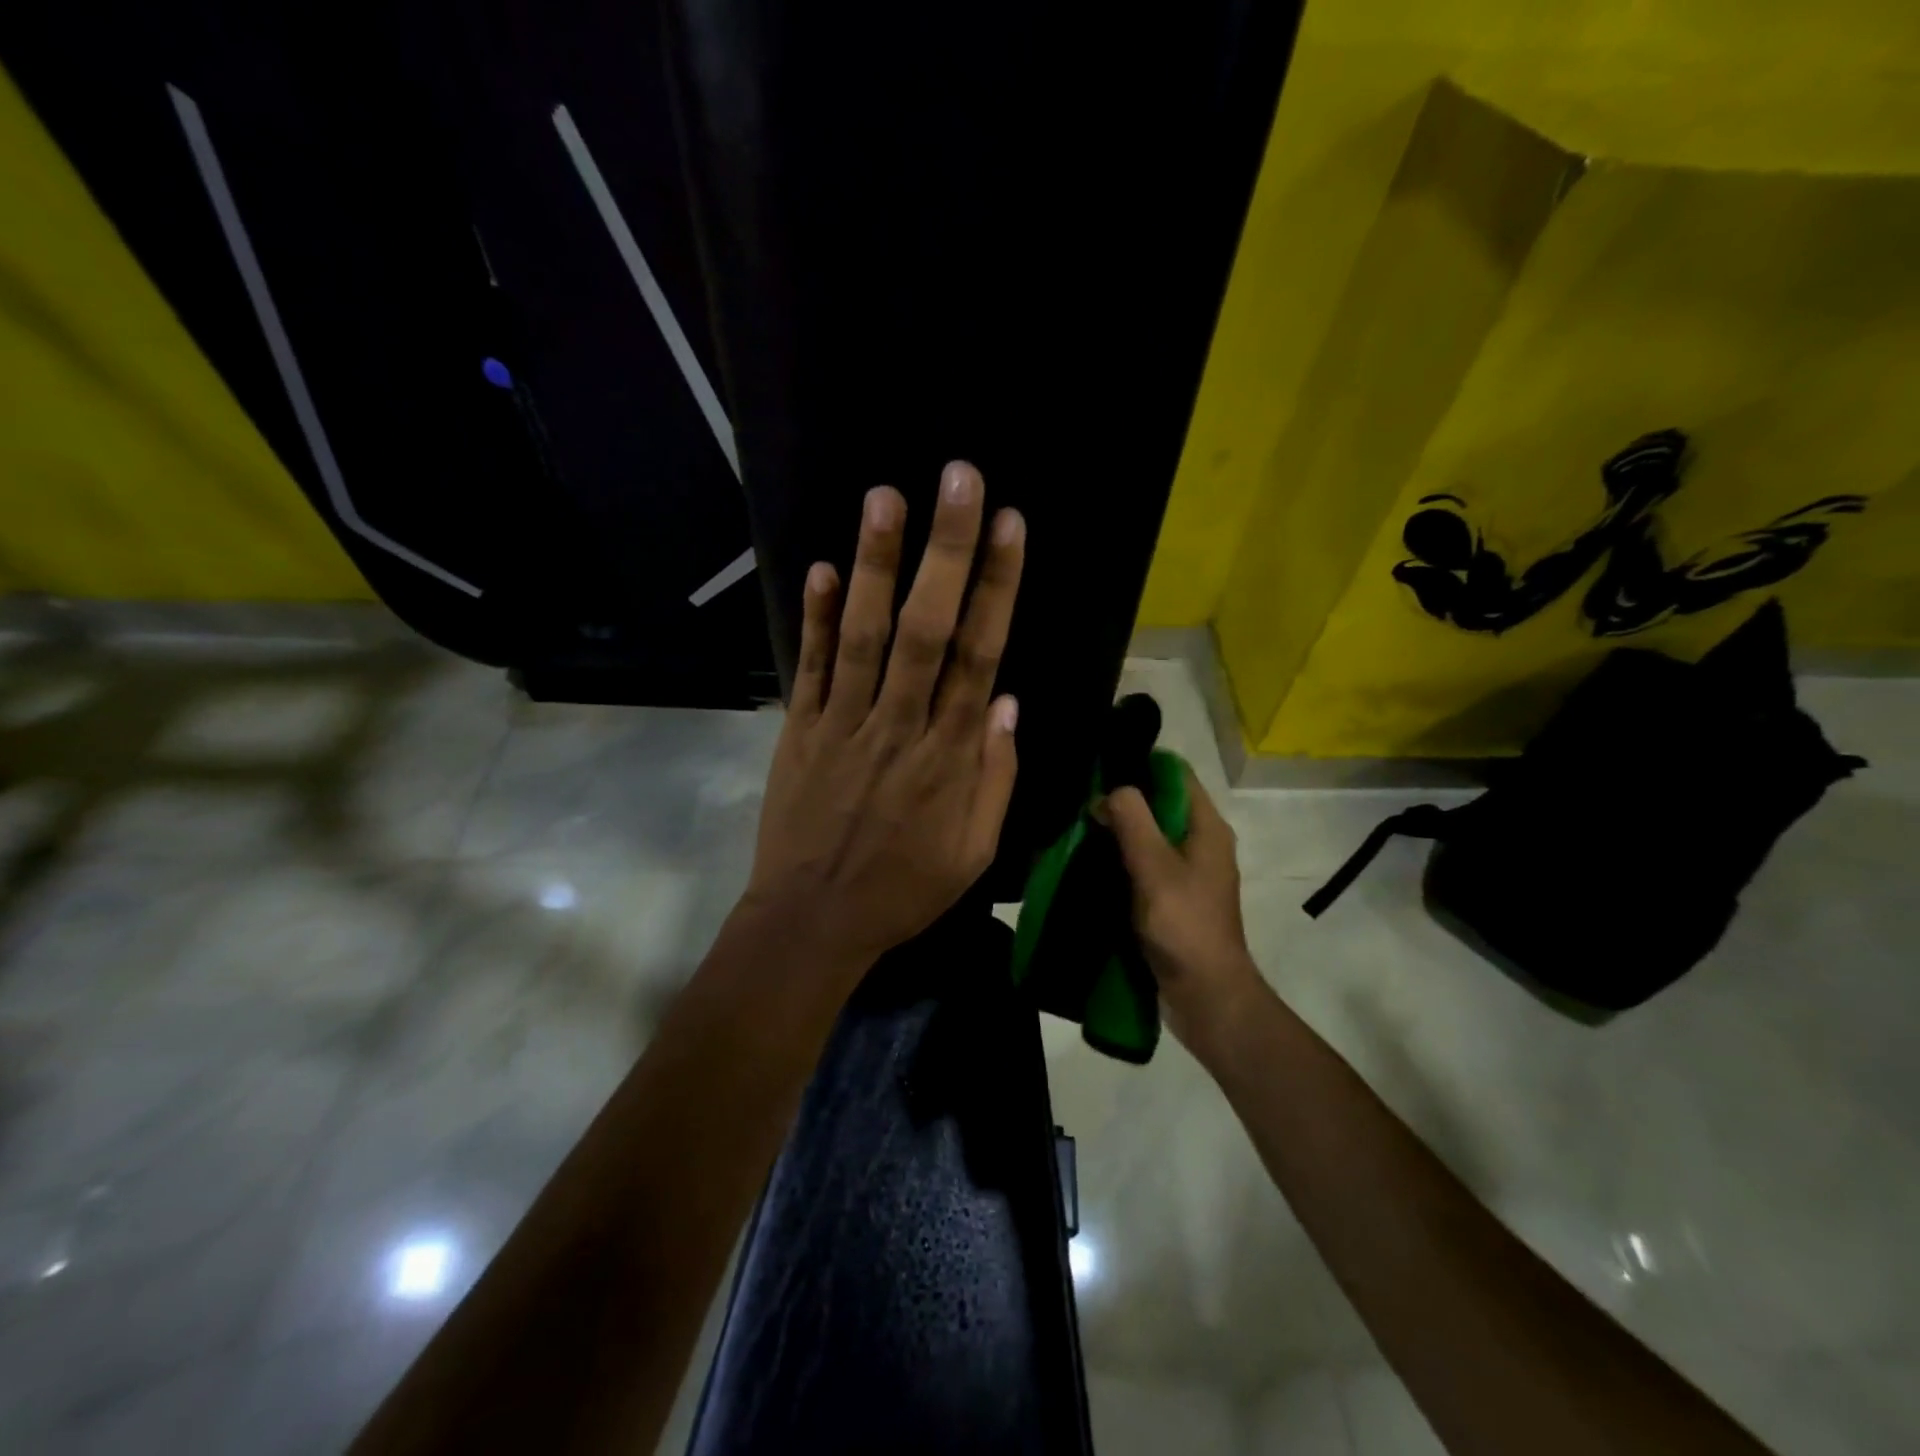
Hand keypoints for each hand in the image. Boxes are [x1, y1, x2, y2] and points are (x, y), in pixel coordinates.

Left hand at [743, 460, 1025, 972]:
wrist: (813, 922)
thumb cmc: (904, 889)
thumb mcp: (975, 852)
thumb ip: (995, 776)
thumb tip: (1008, 702)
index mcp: (949, 757)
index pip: (980, 656)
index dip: (997, 588)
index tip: (1010, 527)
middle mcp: (899, 726)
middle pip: (927, 630)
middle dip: (946, 551)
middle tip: (958, 479)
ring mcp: (843, 725)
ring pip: (866, 636)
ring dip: (877, 565)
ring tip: (886, 497)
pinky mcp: (800, 732)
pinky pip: (810, 668)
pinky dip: (816, 618)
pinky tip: (822, 568)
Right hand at [1102, 773, 1264, 1058]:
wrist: (1205, 995)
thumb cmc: (1184, 925)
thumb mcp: (1154, 866)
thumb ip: (1131, 820)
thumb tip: (1109, 792)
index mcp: (1206, 827)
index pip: (1175, 773)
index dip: (1140, 763)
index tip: (1099, 764)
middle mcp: (1200, 842)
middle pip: (1159, 803)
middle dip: (1121, 799)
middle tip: (1078, 797)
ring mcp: (1186, 872)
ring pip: (1148, 834)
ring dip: (1117, 830)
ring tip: (1076, 824)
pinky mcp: (1171, 897)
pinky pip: (1143, 864)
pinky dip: (1119, 858)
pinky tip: (1088, 859)